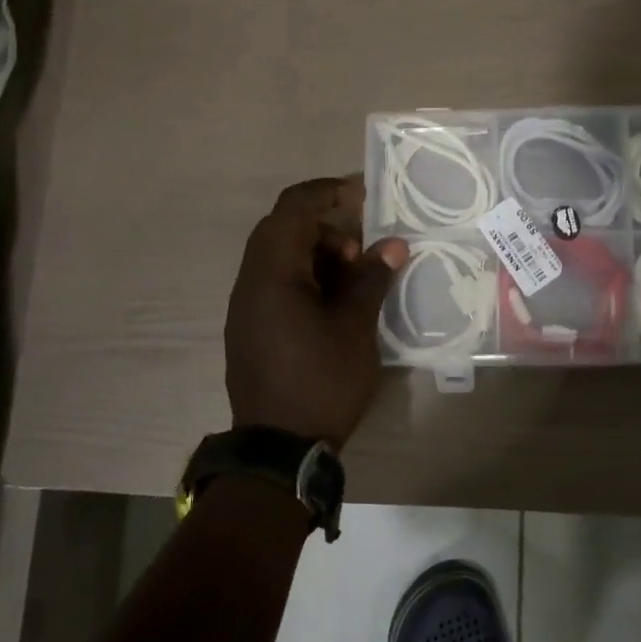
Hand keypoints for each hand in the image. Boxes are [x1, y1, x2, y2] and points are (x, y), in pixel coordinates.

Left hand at [225, 176, 407, 447]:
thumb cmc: (321, 381)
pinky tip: (334, 305)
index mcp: (272, 273)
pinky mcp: (251, 328)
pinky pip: (276, 285)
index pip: (293, 208)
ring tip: (353, 282)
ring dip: (317, 256)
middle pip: (283, 230)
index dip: (327, 192)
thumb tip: (393, 244)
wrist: (278, 449)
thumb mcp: (355, 327)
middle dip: (326, 229)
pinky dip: (306, 279)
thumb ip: (371, 279)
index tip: (361, 194)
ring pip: (279, 258)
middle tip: (361, 252)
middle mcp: (250, 282)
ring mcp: (247, 307)